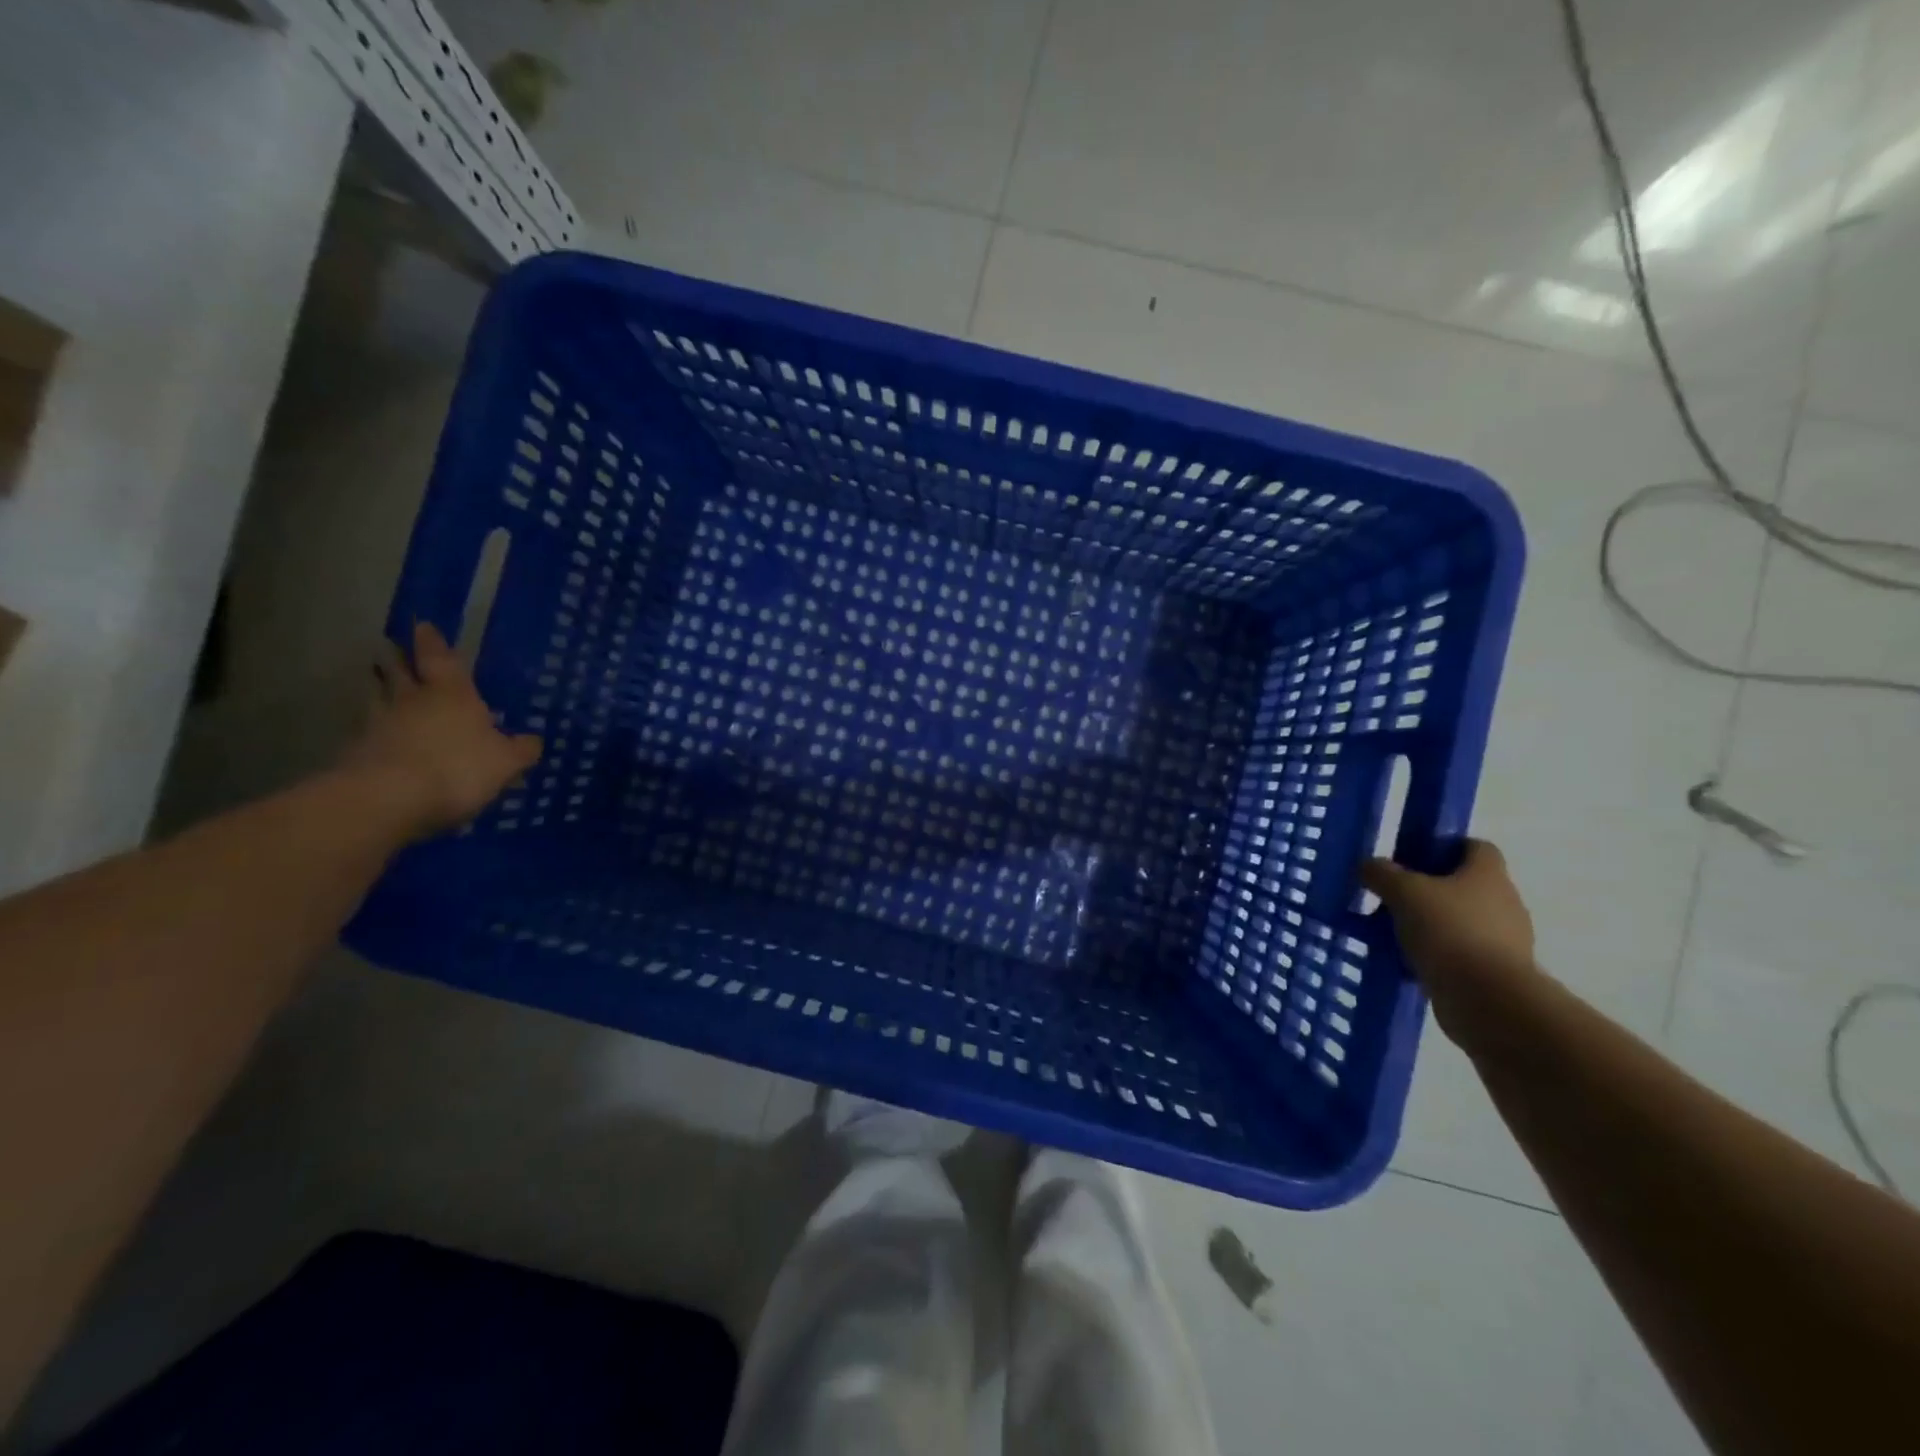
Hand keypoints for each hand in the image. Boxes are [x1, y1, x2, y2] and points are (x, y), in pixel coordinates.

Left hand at [343, 622, 541, 838]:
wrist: (388, 799)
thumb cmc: (458, 768)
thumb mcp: (507, 762)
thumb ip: (521, 749)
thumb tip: (533, 740)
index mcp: (452, 694)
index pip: (441, 658)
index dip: (432, 641)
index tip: (421, 624)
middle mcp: (412, 700)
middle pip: (400, 672)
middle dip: (397, 658)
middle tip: (390, 646)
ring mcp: (378, 724)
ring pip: (378, 697)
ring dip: (379, 688)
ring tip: (379, 683)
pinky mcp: (356, 752)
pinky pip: (367, 730)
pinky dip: (372, 727)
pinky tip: (377, 734)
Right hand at [1361, 840, 1535, 1035]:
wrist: (1487, 1000)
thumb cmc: (1449, 931)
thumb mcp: (1403, 892)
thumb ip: (1381, 873)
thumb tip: (1368, 865)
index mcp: (1488, 874)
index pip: (1474, 847)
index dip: (1443, 847)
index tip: (1411, 859)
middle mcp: (1503, 903)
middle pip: (1462, 885)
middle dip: (1427, 890)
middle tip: (1391, 897)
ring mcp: (1503, 941)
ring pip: (1458, 921)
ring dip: (1428, 925)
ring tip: (1390, 933)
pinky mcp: (1495, 973)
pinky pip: (1458, 954)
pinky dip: (1433, 955)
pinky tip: (1403, 962)